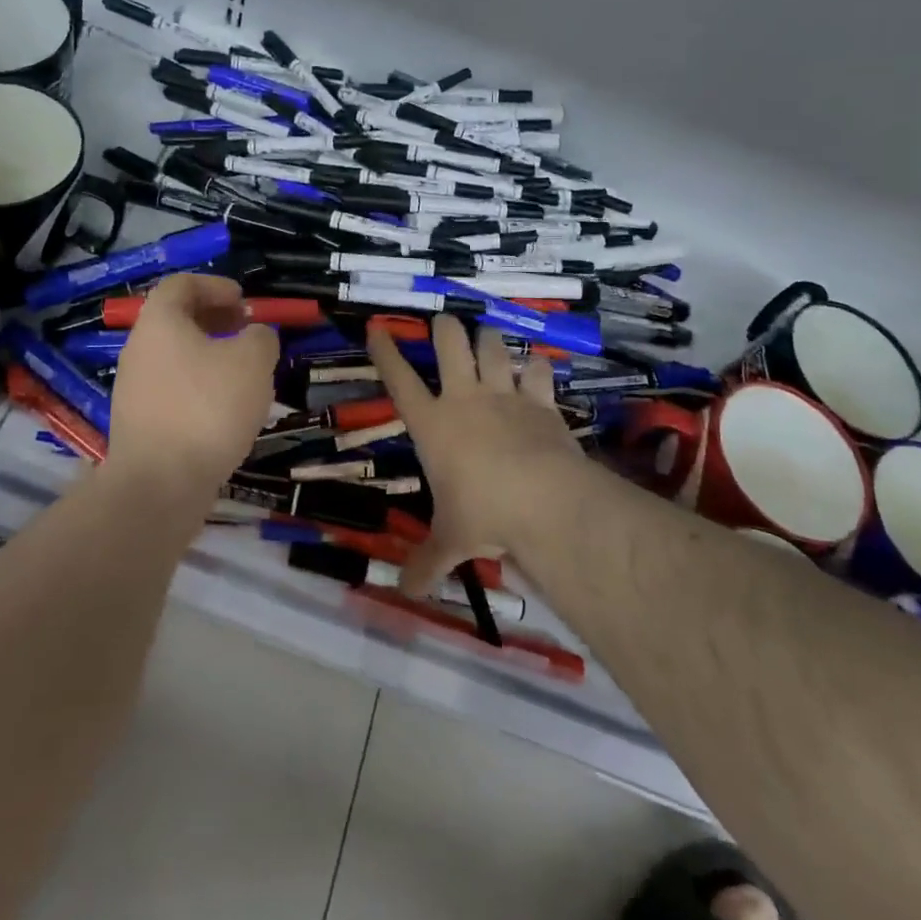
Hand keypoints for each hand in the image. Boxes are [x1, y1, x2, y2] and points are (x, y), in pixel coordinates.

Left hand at [108, 274, 278, 491]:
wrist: (159, 485)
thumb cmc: (207, 408)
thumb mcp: (253, 361)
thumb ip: (260, 337)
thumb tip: (256, 336)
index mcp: (159, 322)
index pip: (181, 284)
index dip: (215, 286)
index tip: (244, 302)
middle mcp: (139, 349)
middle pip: (176, 320)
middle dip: (215, 321)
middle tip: (248, 334)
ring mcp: (134, 388)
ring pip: (176, 357)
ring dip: (210, 356)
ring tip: (245, 374)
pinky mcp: (140, 423)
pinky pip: (173, 389)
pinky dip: (200, 387)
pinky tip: (226, 411)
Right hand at [368, 314, 586, 595]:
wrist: (542, 499)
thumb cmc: (483, 514)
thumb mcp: (450, 541)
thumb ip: (427, 563)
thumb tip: (404, 595)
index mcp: (432, 424)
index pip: (399, 379)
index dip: (386, 351)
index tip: (378, 327)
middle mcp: (465, 398)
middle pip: (449, 344)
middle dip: (445, 328)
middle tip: (444, 324)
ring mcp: (504, 395)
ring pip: (492, 346)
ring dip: (489, 339)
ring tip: (487, 337)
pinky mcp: (540, 401)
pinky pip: (537, 371)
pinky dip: (536, 368)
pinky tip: (535, 369)